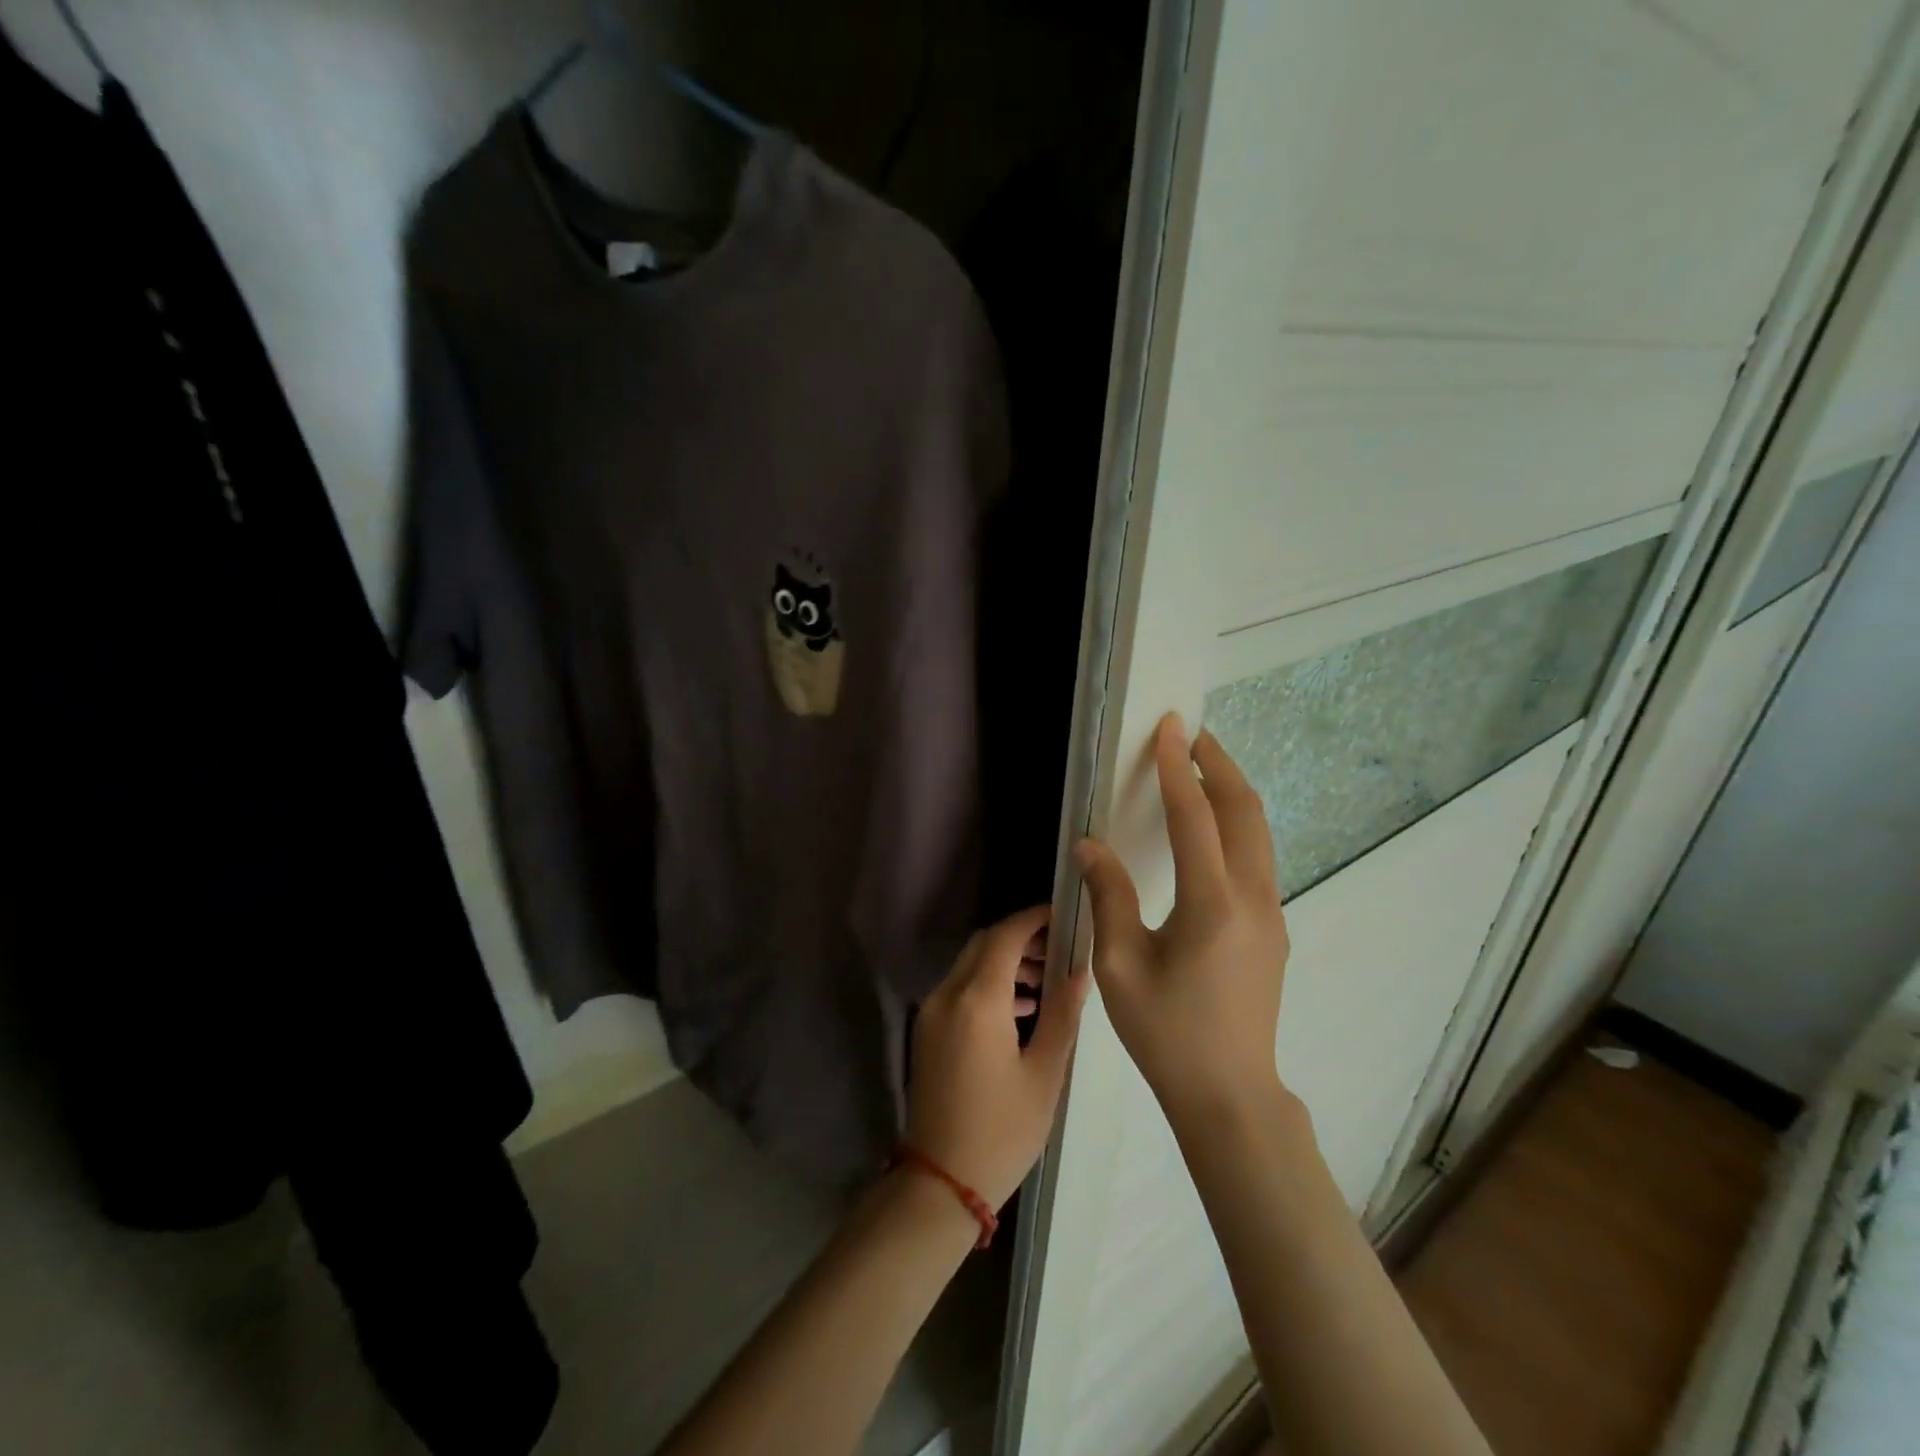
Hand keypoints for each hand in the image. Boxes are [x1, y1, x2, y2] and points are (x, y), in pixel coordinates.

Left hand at [906, 905, 1088, 1209]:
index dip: (1033, 918)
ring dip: (1005, 961)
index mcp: (978, 1000)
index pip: (1005, 936)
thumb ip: (1063, 1014)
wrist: (940, 1181)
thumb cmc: (1002, 1130)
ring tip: (1046, 981)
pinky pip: (960, 989)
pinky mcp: (927, 1031)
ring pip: (970, 965)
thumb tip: (1080, 970)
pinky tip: (1021, 1009)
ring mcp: (932, 1012)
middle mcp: (948, 994)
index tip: (1062, 915)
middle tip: (1059, 948)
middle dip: (1020, 938)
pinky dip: (988, 985)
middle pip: (984, 944)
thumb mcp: (1044, 1073)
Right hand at [1074, 714, 1289, 1128]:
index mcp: (1212, 904)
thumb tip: (1090, 844)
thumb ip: (1108, 896)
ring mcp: (1271, 914)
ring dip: (1232, 792)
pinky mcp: (1273, 929)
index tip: (1169, 728)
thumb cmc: (1166, 1032)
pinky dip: (1237, 825)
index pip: (1195, 817)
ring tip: (1203, 768)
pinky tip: (1212, 828)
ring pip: (1259, 833)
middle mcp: (1253, 898)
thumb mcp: (1120, 965)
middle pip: (1245, 811)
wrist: (1229, 1094)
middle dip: (1220, 765)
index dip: (1178, 768)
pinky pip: (1257, 858)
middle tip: (1192, 735)